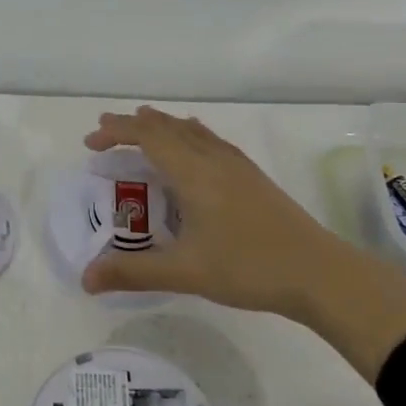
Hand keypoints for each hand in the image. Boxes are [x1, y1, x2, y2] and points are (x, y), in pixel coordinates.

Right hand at [80, 107, 405, 380]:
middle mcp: (213, 159)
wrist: (320, 273)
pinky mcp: (252, 177)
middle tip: (104, 132)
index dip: (116, 133)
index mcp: (194, 173)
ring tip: (142, 127)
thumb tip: (85, 279)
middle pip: (168, 128)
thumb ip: (132, 273)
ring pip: (192, 131)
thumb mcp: (185, 273)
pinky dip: (188, 134)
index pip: (148, 137)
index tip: (90, 143)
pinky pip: (210, 140)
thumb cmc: (248, 267)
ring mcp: (237, 166)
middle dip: (132, 125)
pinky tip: (193, 147)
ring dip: (161, 126)